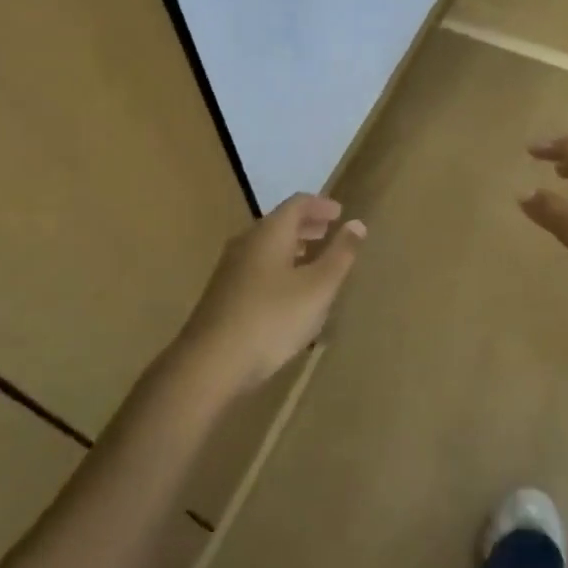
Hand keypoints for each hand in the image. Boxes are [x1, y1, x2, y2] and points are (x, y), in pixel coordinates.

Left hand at [174, 194, 366, 397]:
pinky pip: (258, 267)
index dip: (321, 205)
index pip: (297, 204)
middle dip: (307, 225)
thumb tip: (357, 224)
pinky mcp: (224, 294)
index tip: (340, 212)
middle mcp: (247, 243)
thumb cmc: (272, 319)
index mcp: (270, 233)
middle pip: (280, 223)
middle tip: (329, 231)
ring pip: (267, 247)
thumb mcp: (318, 288)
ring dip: (293, 247)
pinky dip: (279, 267)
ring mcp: (231, 269)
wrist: (210, 363)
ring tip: (314, 260)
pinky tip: (289, 292)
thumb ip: (339, 255)